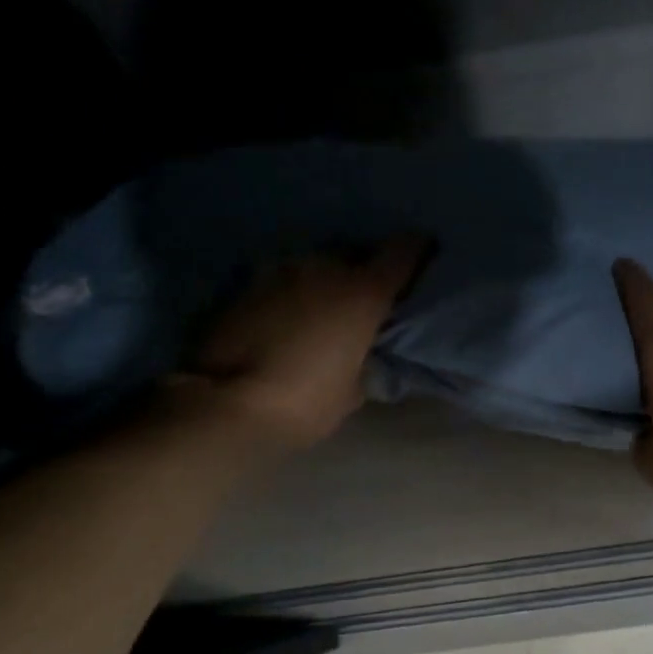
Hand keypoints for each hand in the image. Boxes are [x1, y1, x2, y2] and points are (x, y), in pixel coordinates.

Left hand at [188, 236, 429, 449]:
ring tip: (324, 305)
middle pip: (355, 252)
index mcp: (363, 292)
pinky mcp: (245, 284)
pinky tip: (288, 316)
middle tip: (368, 293)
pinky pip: (282, 280)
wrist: (227, 403)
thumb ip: (366, 359)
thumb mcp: (353, 389)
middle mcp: (325, 269)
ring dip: (325, 279)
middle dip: (365, 267)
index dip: (418, 250)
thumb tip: (362, 351)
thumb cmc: (306, 402)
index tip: (425, 253)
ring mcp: (280, 271)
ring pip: (315, 264)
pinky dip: (293, 292)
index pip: (402, 251)